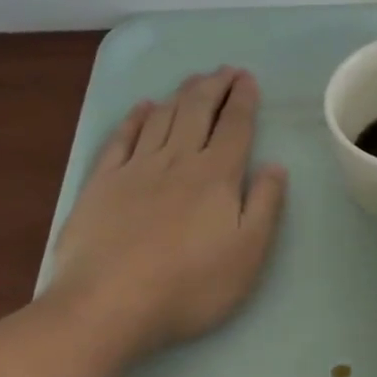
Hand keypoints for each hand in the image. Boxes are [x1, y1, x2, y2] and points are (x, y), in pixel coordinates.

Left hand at [46, 68, 287, 362]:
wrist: (108, 305)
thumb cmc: (190, 285)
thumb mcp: (248, 252)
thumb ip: (265, 204)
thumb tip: (275, 165)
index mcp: (216, 175)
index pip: (234, 126)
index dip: (243, 99)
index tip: (248, 78)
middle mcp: (177, 161)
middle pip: (197, 111)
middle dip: (214, 87)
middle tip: (225, 71)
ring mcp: (135, 169)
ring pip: (161, 118)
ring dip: (180, 95)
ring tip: (193, 81)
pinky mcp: (101, 184)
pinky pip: (121, 139)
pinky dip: (135, 118)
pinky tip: (142, 108)